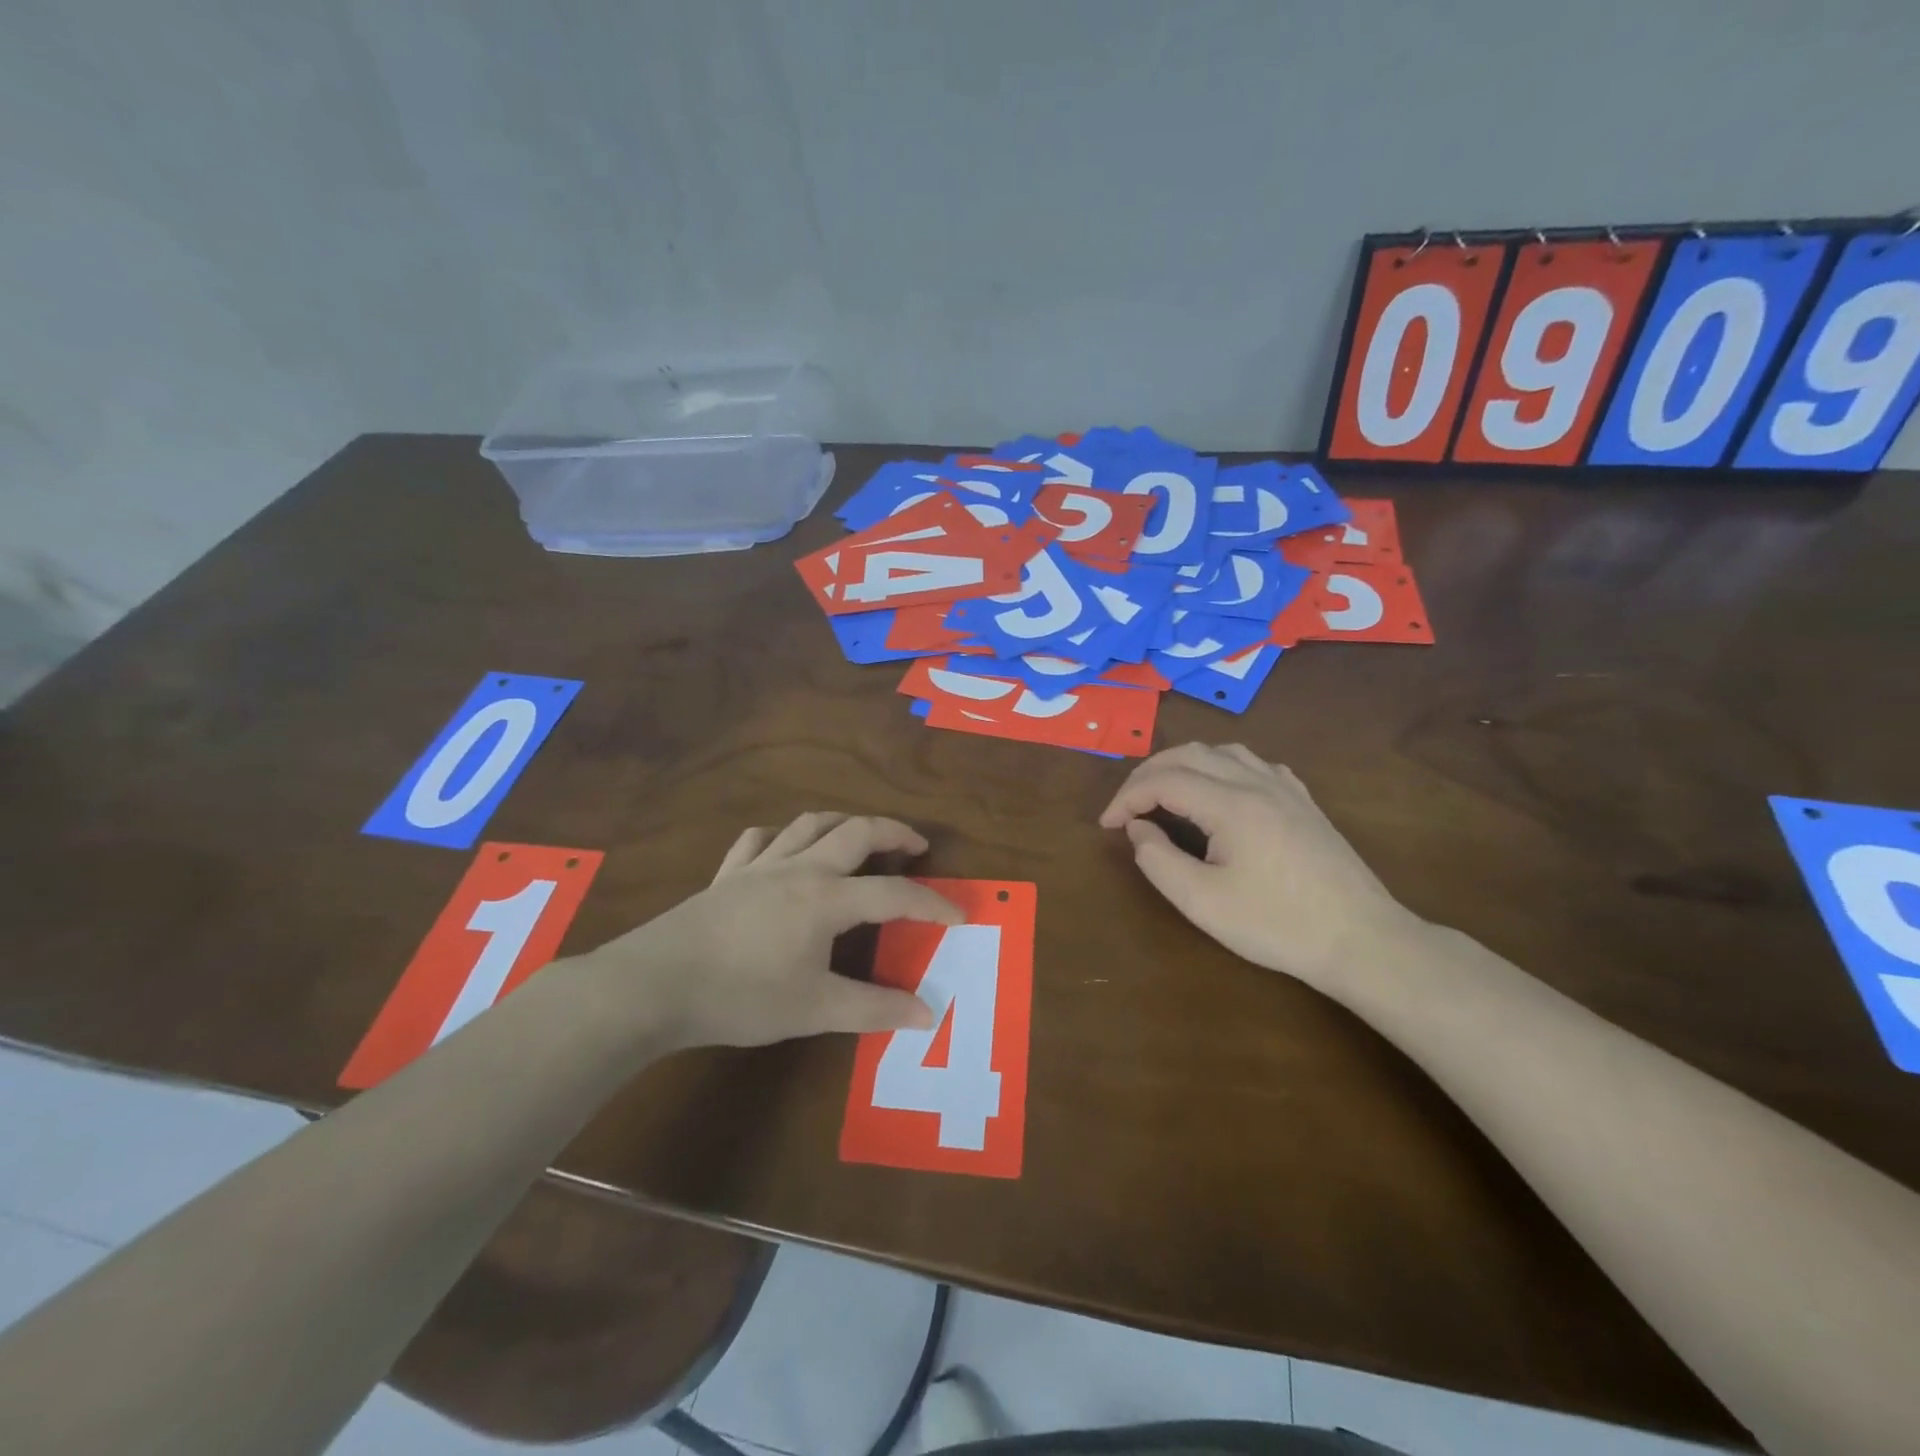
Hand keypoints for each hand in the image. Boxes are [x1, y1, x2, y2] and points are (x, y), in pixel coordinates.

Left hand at [586, 813, 960, 1049]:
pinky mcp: (726, 875)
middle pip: (856, 832)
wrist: (655, 984)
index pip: (895, 894)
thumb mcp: (815, 1008)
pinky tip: (784, 847)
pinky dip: (781, 837)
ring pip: (809, 825)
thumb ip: (874, 1009)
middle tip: (916, 845)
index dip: (933, 903)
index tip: (960, 914)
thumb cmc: (741, 996)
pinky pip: (758, 840)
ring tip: (860, 836)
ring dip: (843, 823)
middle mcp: (800, 869)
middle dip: (893, 833)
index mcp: (828, 899)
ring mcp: (759, 866)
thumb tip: (928, 1014)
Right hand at [1098, 743, 1419, 990]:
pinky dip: (1221, 767)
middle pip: (1189, 754)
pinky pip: (1254, 764)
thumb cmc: (1277, 925)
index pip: (1163, 780)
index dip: (1126, 797)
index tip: (1107, 825)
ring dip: (1183, 764)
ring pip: (1223, 751)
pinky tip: (1220, 790)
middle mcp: (1256, 782)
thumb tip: (1138, 828)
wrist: (1362, 940)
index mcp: (1230, 804)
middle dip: (1148, 774)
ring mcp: (1286, 788)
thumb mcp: (1203, 903)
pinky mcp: (1304, 801)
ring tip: (1164, 792)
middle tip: (1126, 806)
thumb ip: (1158, 860)